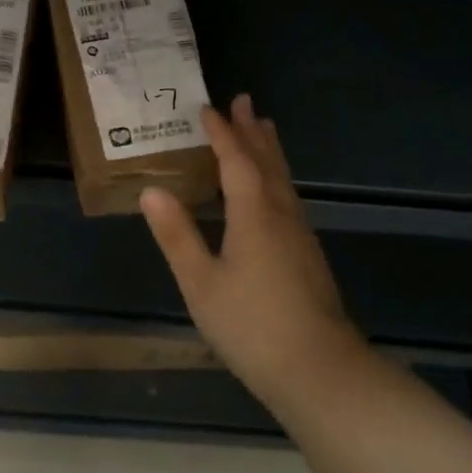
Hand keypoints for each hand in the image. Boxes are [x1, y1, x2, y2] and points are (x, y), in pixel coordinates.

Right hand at [141, 94, 365, 409]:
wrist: (321, 372)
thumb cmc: (252, 325)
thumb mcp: (201, 283)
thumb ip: (177, 235)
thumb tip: (151, 191)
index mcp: (254, 214)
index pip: (236, 161)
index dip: (221, 133)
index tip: (207, 108)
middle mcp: (281, 214)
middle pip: (267, 162)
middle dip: (252, 131)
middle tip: (244, 101)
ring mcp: (300, 235)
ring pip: (283, 179)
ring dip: (269, 150)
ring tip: (263, 129)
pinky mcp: (308, 255)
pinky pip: (288, 197)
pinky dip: (276, 176)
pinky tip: (272, 191)